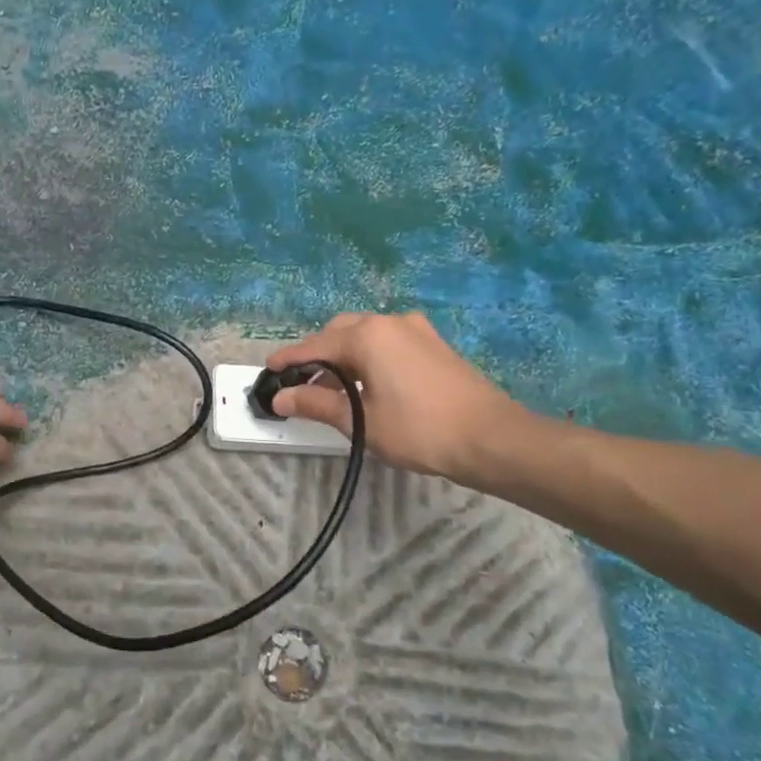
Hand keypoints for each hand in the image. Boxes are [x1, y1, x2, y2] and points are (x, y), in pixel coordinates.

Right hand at [266, 313, 536, 483]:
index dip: (288, 359)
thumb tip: (281, 398)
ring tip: (332, 387)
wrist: (492, 438)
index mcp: (367, 336)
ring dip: (344, 354)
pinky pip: (388, 342)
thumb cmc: (420, 430)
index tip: (268, 370)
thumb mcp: (361, 421)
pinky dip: (368, 356)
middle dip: (317, 353)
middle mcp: (389, 322)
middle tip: (301, 382)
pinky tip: (368, 382)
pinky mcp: (434, 344)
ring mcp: (416, 330)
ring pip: (365, 334)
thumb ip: (317, 404)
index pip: (315, 345)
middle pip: (339, 332)